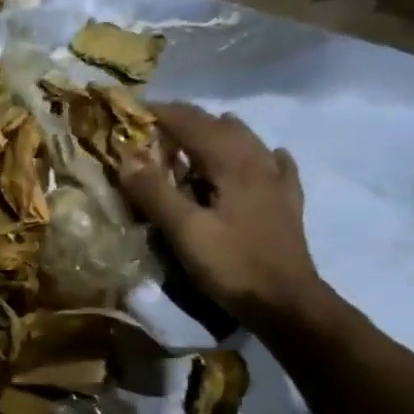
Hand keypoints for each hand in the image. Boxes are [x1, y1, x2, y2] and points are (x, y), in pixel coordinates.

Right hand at [118, 104, 330, 334]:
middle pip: (222, 128)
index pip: (194, 125)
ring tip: (197, 141)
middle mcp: (258, 163)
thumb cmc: (232, 265)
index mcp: (232, 164)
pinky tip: (265, 158)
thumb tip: (127, 156)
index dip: (164, 114)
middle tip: (159, 128)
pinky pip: (276, 167)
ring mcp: (277, 183)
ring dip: (219, 135)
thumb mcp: (184, 231)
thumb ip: (155, 192)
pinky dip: (261, 156)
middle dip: (189, 122)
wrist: (286, 302)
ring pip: (248, 142)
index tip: (136, 110)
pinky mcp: (287, 205)